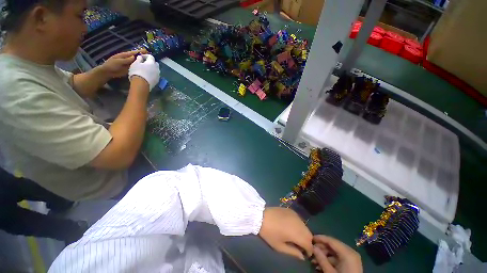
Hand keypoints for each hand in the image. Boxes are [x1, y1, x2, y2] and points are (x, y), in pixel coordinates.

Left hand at [100, 50, 146, 77]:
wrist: (108, 72)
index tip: (145, 51)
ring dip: (142, 62)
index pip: (133, 53)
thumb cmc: (111, 65)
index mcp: (124, 55)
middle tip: (150, 56)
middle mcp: (128, 59)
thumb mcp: (118, 61)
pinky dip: (140, 67)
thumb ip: (126, 60)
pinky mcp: (130, 69)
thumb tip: (134, 57)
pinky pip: (136, 68)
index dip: (139, 52)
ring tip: (149, 62)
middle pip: (136, 57)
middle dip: (142, 56)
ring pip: (137, 62)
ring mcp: (129, 64)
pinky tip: (145, 68)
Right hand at [128, 54, 160, 90]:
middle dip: (150, 62)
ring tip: (145, 70)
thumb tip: (141, 57)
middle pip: (155, 63)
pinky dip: (152, 74)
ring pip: (156, 70)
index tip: (140, 57)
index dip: (146, 55)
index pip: (151, 56)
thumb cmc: (137, 72)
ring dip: (152, 68)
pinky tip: (147, 75)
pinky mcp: (157, 80)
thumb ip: (139, 59)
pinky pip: (155, 75)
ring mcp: (158, 75)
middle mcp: (157, 68)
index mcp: (152, 63)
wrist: (141, 85)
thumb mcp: (135, 63)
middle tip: (144, 63)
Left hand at [258, 207, 312, 259]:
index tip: (304, 254)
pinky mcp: (291, 210)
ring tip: (296, 236)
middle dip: (307, 242)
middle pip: (309, 234)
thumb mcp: (279, 246)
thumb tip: (302, 257)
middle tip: (300, 246)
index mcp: (296, 233)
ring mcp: (295, 215)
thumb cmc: (269, 233)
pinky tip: (292, 227)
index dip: (309, 251)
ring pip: (305, 226)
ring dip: (304, 233)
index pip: (309, 244)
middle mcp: (299, 223)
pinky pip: (300, 219)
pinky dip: (299, 225)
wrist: (261, 216)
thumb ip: (293, 252)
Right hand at [312, 235, 362, 272]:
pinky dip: (329, 260)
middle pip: (333, 246)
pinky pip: (338, 258)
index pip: (331, 240)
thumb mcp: (330, 272)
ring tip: (314, 260)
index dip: (320, 238)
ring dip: (324, 255)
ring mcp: (352, 258)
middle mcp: (351, 252)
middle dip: (321, 248)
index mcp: (347, 253)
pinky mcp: (351, 264)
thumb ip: (321, 259)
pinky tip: (321, 264)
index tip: (310, 238)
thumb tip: (313, 247)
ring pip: (335, 252)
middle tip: (311, 250)